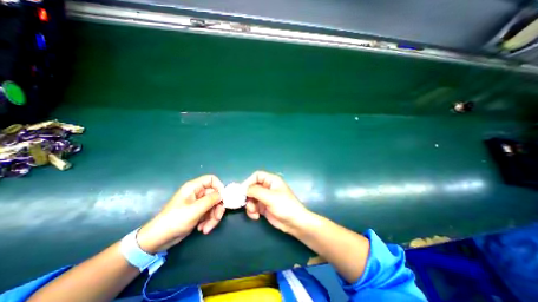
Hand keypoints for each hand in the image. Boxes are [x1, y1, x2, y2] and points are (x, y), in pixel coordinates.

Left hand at [137, 175, 224, 253]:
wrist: (158, 240)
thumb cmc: (175, 220)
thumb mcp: (195, 210)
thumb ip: (211, 200)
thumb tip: (223, 194)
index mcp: (194, 187)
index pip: (212, 179)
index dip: (219, 186)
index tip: (223, 198)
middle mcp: (198, 193)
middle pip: (215, 195)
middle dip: (217, 208)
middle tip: (216, 218)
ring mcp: (198, 203)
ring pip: (214, 205)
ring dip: (213, 217)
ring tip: (206, 228)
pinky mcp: (198, 212)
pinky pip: (210, 213)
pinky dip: (209, 221)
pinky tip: (202, 229)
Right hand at [245, 170, 310, 232]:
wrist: (294, 223)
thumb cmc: (285, 206)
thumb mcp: (270, 197)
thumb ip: (256, 191)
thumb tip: (244, 189)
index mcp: (271, 180)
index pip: (257, 176)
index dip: (249, 181)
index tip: (242, 191)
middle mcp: (267, 187)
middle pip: (252, 187)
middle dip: (248, 196)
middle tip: (248, 205)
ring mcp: (265, 197)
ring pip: (251, 198)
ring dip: (250, 205)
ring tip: (254, 212)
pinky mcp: (264, 207)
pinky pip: (253, 206)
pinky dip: (252, 211)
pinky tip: (256, 216)